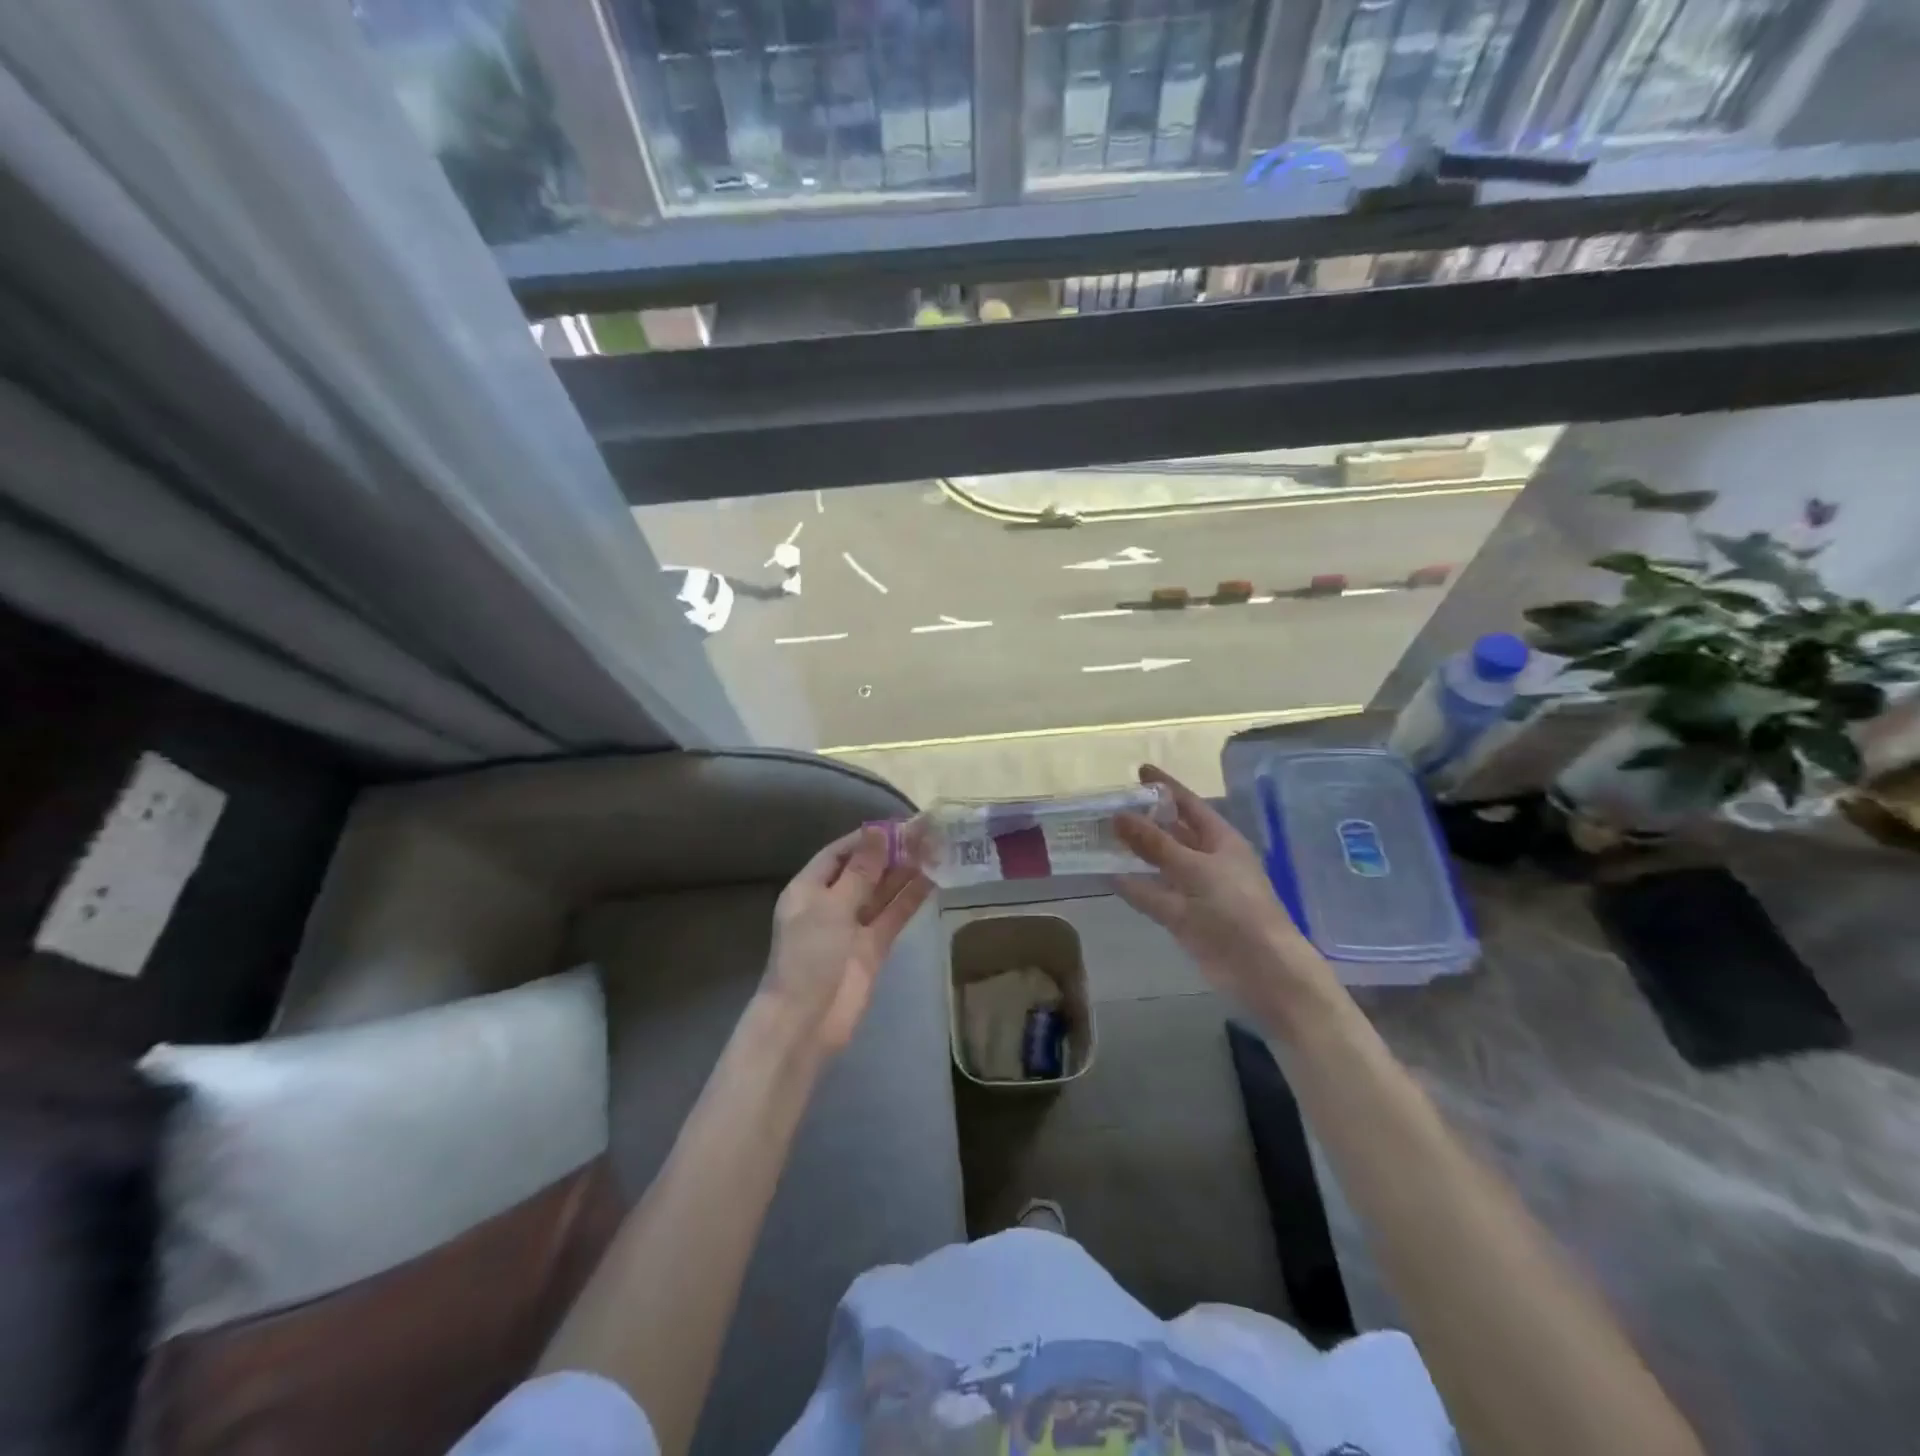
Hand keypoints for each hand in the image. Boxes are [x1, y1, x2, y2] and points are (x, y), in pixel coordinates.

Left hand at [761, 827, 931, 1055]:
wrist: (807, 1021)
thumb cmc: (810, 955)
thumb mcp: (832, 907)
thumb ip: (860, 871)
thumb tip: (878, 831)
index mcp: (810, 888)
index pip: (840, 853)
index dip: (868, 838)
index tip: (899, 823)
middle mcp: (832, 903)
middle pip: (865, 870)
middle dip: (892, 853)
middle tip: (927, 833)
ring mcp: (854, 926)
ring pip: (883, 892)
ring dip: (906, 873)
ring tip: (936, 849)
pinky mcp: (874, 947)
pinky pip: (893, 916)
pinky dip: (911, 899)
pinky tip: (933, 880)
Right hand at [1113, 765, 1339, 1025]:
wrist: (1261, 968)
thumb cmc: (1236, 907)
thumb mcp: (1194, 868)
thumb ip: (1154, 843)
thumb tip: (1118, 815)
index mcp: (1221, 840)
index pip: (1189, 804)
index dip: (1166, 787)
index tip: (1140, 771)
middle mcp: (1208, 860)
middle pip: (1173, 832)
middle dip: (1145, 819)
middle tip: (1111, 804)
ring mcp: (1196, 890)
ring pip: (1160, 864)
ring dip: (1136, 852)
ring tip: (1103, 836)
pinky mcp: (1185, 918)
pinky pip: (1154, 895)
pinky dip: (1135, 886)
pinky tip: (1108, 876)